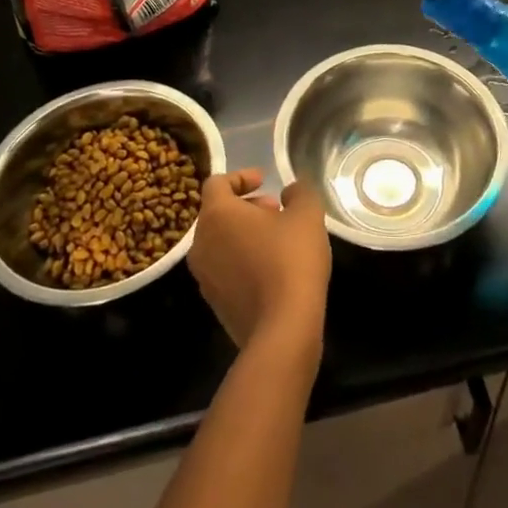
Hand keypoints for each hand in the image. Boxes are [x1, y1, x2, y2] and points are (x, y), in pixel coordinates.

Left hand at [188, 169, 330, 353]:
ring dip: (245, 233)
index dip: (241, 176)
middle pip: (217, 213)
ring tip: (277, 239)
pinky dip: (243, 259)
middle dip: (246, 206)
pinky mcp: (214, 304)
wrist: (282, 330)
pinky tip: (272, 269)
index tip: (265, 181)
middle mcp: (201, 243)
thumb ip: (299, 192)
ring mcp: (204, 277)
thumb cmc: (291, 260)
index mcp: (216, 215)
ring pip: (220, 242)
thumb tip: (289, 192)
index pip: (217, 183)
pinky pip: (225, 269)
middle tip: (276, 210)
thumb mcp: (307, 215)